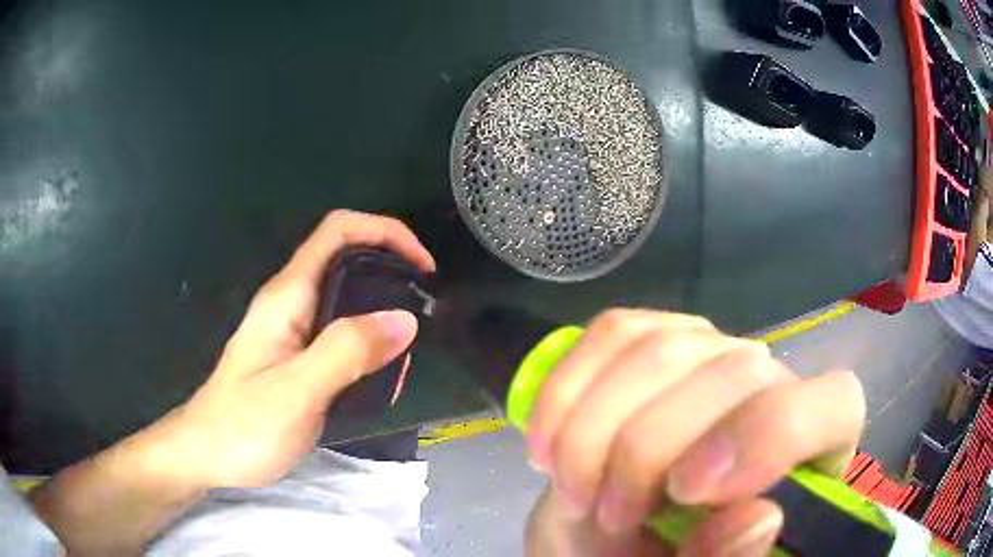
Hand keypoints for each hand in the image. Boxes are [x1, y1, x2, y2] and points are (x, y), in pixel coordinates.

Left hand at [148, 210, 434, 489]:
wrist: (208, 453)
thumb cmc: (244, 425)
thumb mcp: (297, 391)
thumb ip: (346, 352)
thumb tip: (403, 320)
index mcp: (287, 296)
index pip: (338, 231)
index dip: (385, 232)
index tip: (422, 266)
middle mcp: (291, 302)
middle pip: (347, 258)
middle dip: (391, 272)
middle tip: (421, 311)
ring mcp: (293, 329)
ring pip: (346, 298)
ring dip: (382, 313)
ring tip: (406, 352)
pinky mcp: (297, 355)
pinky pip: (340, 334)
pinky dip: (369, 343)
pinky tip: (380, 374)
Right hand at [524, 309, 864, 555]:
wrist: (615, 524)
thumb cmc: (663, 554)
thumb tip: (758, 517)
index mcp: (810, 447)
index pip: (830, 405)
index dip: (769, 434)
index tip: (686, 491)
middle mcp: (772, 381)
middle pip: (732, 374)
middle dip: (645, 453)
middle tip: (606, 517)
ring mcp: (714, 348)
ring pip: (661, 349)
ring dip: (594, 430)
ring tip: (573, 490)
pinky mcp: (657, 334)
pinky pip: (613, 332)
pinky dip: (567, 390)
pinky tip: (548, 443)